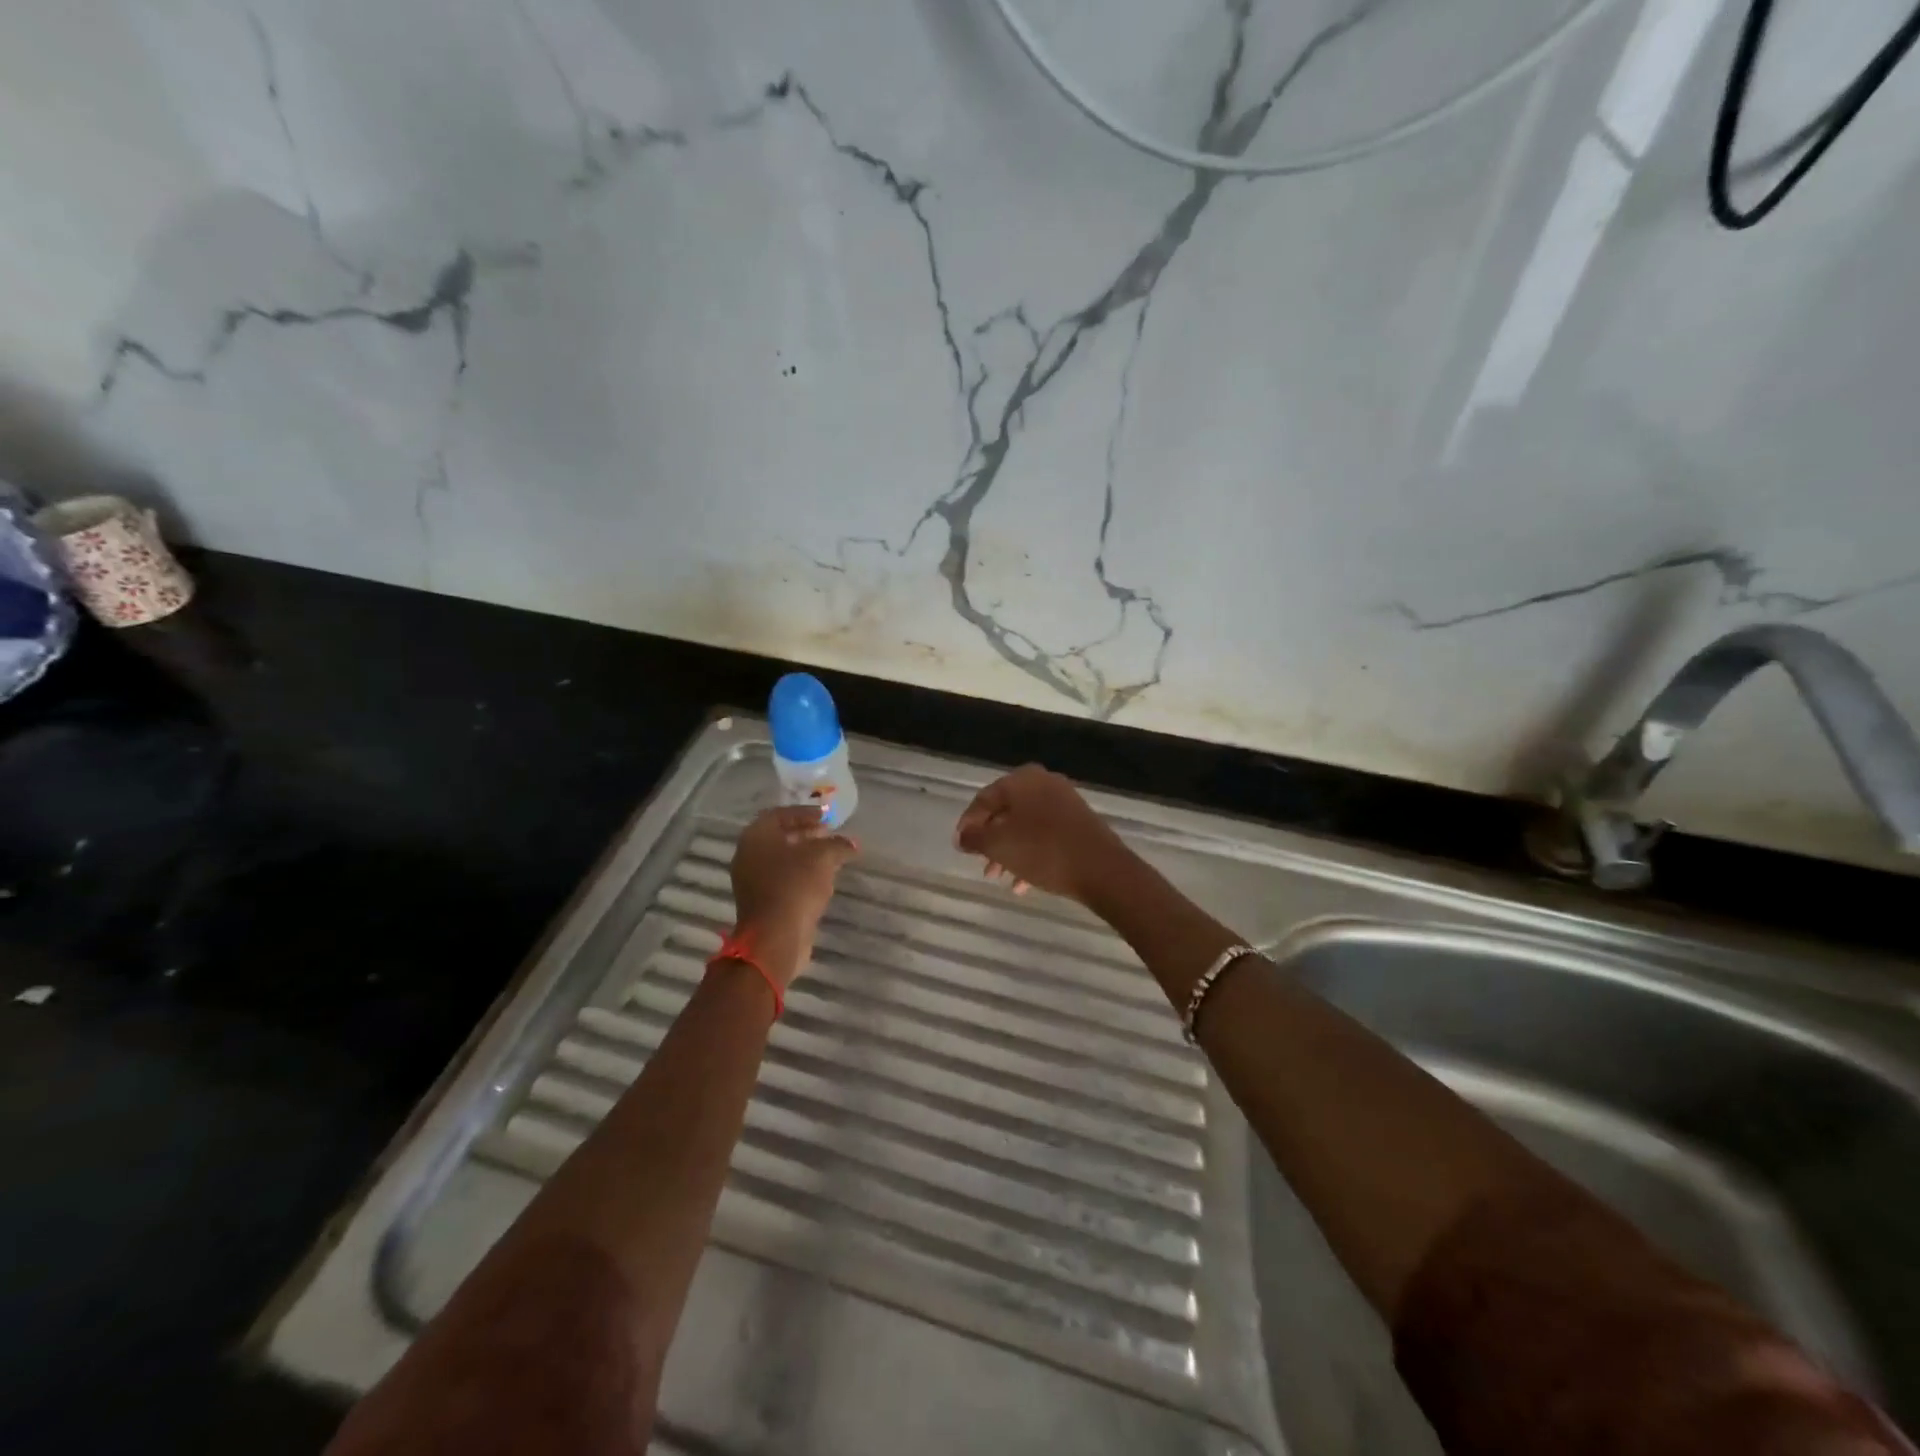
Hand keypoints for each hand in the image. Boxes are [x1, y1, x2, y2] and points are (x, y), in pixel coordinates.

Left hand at [729, 805, 858, 987]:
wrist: (775, 938)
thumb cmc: (795, 886)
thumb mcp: (822, 857)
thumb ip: (837, 845)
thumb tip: (851, 844)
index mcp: (756, 836)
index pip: (780, 814)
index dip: (805, 813)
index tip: (827, 817)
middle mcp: (748, 854)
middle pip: (779, 836)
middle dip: (806, 833)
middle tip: (830, 835)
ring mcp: (751, 880)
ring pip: (781, 859)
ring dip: (805, 856)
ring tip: (831, 857)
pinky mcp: (760, 902)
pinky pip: (782, 879)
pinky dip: (800, 874)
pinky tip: (822, 879)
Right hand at [954, 764, 1132, 904]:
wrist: (1102, 869)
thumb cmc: (1043, 851)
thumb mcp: (999, 845)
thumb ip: (974, 838)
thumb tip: (962, 836)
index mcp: (1021, 780)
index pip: (984, 799)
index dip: (968, 824)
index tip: (960, 847)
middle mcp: (1043, 783)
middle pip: (1005, 812)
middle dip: (990, 841)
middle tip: (981, 864)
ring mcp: (1064, 801)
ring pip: (1025, 826)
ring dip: (1009, 851)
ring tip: (1000, 877)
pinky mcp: (1078, 822)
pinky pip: (1045, 835)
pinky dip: (1030, 854)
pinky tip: (1023, 883)